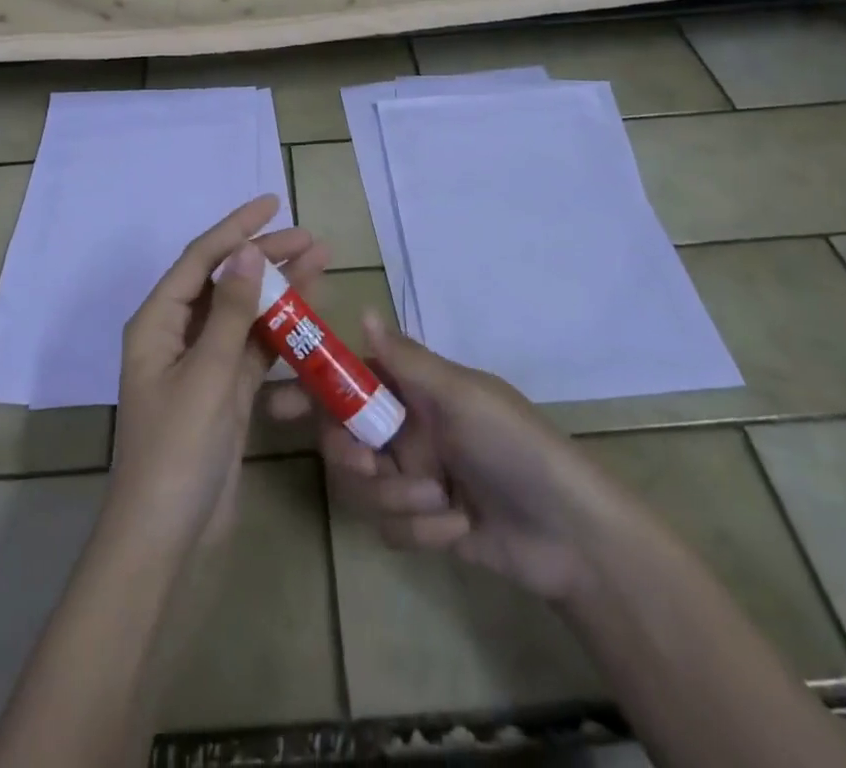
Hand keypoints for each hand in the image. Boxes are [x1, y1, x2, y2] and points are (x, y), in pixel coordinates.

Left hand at [108, 196, 330, 557]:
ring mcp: (202, 364)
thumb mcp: (206, 374)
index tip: (273, 203)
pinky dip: (280, 330)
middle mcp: (177, 335)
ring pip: (244, 312)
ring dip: (279, 290)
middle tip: (311, 239)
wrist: (166, 539)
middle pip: (225, 281)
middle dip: (266, 256)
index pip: (201, 259)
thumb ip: (231, 312)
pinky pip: (254, 347)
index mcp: (157, 322)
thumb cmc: (176, 450)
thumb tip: (249, 252)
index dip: (236, 227)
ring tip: (321, 262)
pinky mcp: (224, 392)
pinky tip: (309, 313)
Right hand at [269, 314, 605, 601]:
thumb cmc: (513, 446)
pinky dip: (421, 531)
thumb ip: (405, 361)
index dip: (312, 387)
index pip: (351, 379)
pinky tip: (458, 527)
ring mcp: (414, 477)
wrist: (570, 534)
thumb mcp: (460, 396)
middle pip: (344, 436)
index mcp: (415, 390)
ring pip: (363, 486)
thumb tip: (361, 310)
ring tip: (438, 500)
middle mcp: (408, 428)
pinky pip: (391, 526)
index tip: (275, 404)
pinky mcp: (424, 525)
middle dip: (349, 452)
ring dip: (396, 496)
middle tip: (363, 461)